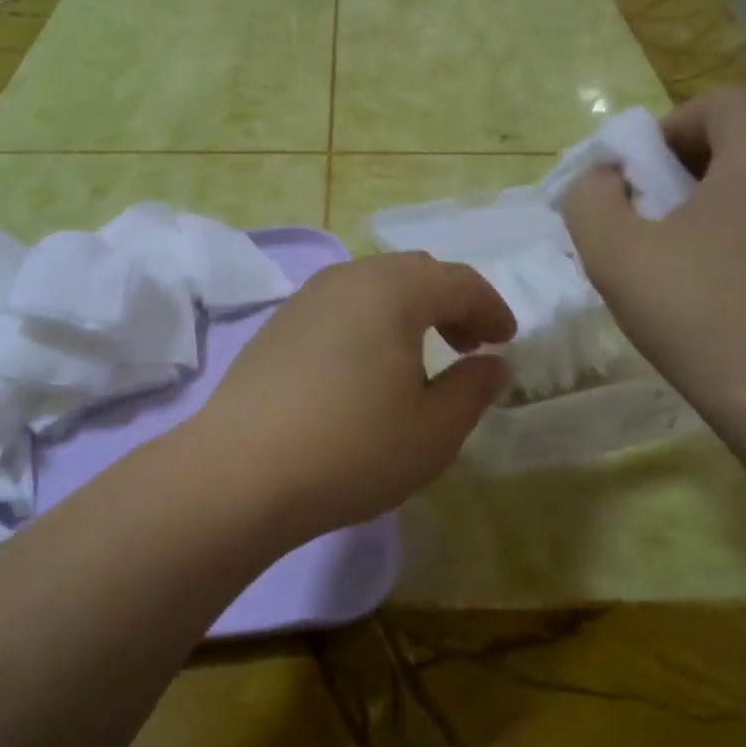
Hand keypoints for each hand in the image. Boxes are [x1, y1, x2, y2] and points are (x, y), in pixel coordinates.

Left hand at [191, 253, 514, 539]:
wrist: (240, 473)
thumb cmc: (352, 449)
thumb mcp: (434, 431)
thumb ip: (473, 389)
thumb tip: (493, 364)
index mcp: (394, 290)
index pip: (458, 281)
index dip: (491, 308)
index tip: (505, 340)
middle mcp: (348, 279)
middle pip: (413, 273)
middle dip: (450, 304)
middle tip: (467, 345)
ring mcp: (305, 299)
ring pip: (372, 288)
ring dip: (407, 312)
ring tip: (418, 358)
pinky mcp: (276, 326)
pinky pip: (339, 309)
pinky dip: (368, 324)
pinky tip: (365, 369)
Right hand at [561, 89, 745, 395]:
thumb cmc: (695, 311)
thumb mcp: (614, 252)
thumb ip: (591, 201)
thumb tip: (602, 180)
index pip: (722, 103)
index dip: (670, 124)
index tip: (636, 172)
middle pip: (735, 148)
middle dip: (676, 171)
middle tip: (638, 217)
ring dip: (698, 212)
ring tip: (660, 261)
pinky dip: (724, 245)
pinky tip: (697, 295)